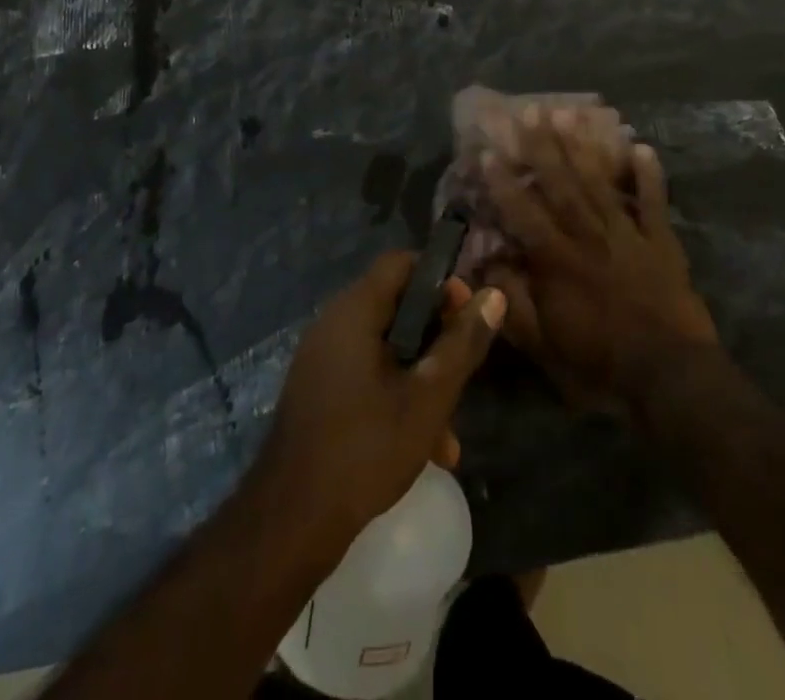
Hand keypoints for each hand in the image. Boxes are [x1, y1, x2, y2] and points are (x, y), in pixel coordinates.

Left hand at [258, 253, 504, 549]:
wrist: (291, 521)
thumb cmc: (365, 449)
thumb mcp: (428, 398)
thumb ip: (462, 344)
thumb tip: (493, 296)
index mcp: (355, 311)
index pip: (401, 263)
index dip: (440, 280)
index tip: (468, 316)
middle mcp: (334, 323)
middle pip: (396, 306)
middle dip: (436, 339)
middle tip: (464, 372)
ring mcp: (323, 358)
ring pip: (386, 348)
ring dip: (421, 379)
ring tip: (449, 432)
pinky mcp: (319, 390)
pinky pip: (367, 374)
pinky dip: (396, 396)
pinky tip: (423, 449)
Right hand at [482, 106, 717, 413]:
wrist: (670, 377)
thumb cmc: (599, 363)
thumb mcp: (543, 344)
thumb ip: (513, 301)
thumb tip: (485, 263)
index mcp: (556, 260)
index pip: (523, 212)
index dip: (503, 182)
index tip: (488, 151)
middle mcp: (588, 236)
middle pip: (561, 184)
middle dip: (543, 146)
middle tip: (530, 110)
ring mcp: (627, 234)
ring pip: (600, 183)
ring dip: (584, 147)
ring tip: (570, 113)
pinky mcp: (660, 242)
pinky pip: (654, 202)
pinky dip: (649, 175)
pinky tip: (641, 147)